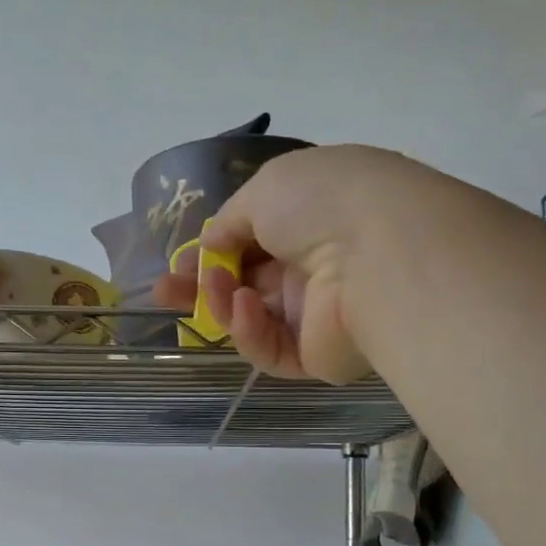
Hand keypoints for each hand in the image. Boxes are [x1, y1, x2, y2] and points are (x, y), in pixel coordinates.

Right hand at [150, 145, 459, 381]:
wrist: (381, 253)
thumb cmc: (323, 203)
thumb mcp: (265, 189)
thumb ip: (231, 220)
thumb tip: (212, 245)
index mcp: (311, 218)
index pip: (254, 240)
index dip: (214, 249)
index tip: (181, 260)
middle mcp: (315, 265)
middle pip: (247, 282)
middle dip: (202, 285)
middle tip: (164, 291)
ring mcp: (318, 313)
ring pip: (254, 318)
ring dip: (222, 304)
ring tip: (211, 290)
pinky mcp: (319, 356)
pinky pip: (271, 348)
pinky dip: (251, 330)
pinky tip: (245, 307)